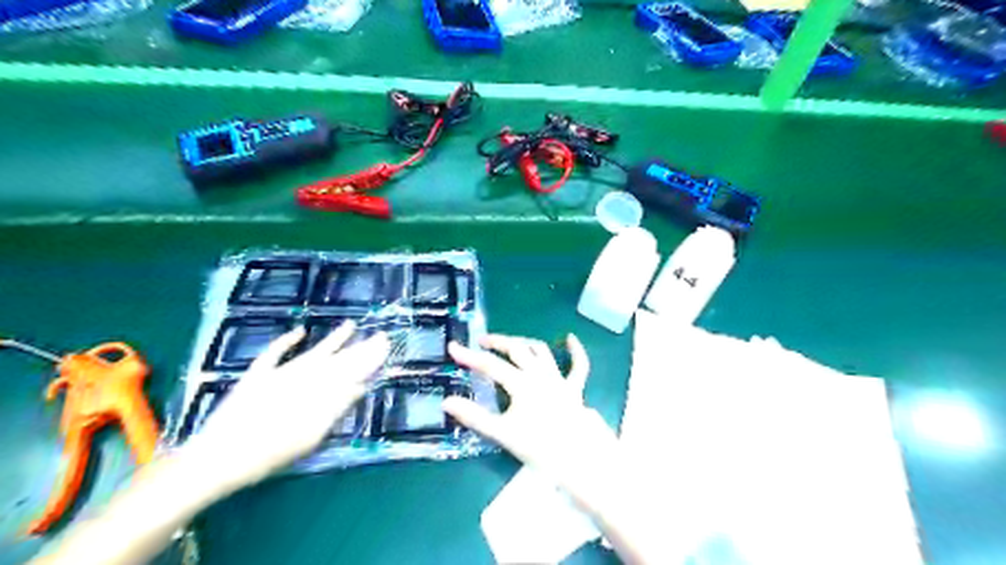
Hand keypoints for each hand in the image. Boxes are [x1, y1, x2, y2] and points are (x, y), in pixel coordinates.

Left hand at [182, 323, 387, 493]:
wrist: (218, 458)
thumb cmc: (269, 455)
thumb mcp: (310, 437)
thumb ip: (336, 408)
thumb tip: (361, 385)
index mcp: (317, 393)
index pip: (351, 371)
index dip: (369, 359)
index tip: (385, 346)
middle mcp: (301, 378)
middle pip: (337, 360)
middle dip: (360, 348)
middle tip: (380, 336)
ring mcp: (278, 374)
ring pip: (313, 353)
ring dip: (332, 340)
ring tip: (350, 325)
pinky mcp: (256, 377)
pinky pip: (273, 354)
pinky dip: (286, 341)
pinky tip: (300, 331)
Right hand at [442, 333, 617, 500]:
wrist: (578, 457)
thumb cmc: (539, 446)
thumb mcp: (502, 433)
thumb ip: (474, 416)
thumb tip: (447, 402)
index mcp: (521, 384)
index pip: (490, 365)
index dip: (469, 356)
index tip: (453, 347)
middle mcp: (539, 374)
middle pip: (516, 350)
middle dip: (498, 342)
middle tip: (482, 341)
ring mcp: (559, 379)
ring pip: (541, 351)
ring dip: (525, 343)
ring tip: (512, 342)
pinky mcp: (574, 388)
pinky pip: (579, 366)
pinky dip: (576, 351)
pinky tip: (571, 338)